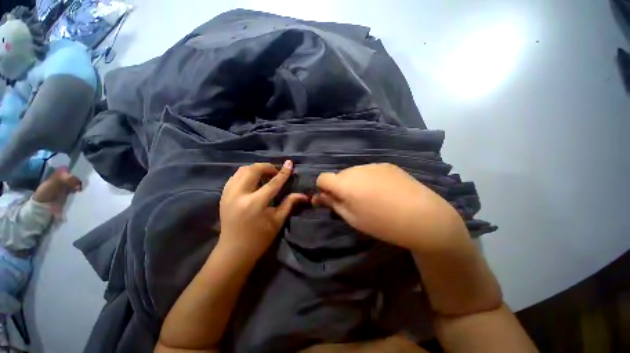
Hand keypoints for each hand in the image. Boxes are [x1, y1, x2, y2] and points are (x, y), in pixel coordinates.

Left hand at [219, 161, 307, 260]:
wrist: (233, 251)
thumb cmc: (259, 239)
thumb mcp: (277, 221)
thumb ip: (289, 204)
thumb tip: (303, 195)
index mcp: (255, 204)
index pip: (272, 183)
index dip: (283, 172)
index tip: (289, 163)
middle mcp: (239, 195)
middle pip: (253, 170)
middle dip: (267, 167)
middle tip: (276, 171)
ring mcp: (228, 194)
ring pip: (241, 170)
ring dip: (256, 168)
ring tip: (266, 174)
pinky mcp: (223, 195)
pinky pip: (235, 176)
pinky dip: (246, 173)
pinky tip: (253, 180)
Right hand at [313, 163, 466, 251]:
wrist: (424, 217)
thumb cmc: (383, 224)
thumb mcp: (353, 218)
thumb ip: (333, 204)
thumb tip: (317, 197)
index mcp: (345, 184)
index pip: (322, 178)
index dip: (323, 188)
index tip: (331, 199)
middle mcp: (356, 169)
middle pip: (339, 175)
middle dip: (340, 186)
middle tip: (354, 202)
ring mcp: (373, 165)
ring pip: (354, 172)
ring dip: (355, 182)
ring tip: (371, 197)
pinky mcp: (387, 165)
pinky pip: (369, 170)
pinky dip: (368, 178)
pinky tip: (383, 191)